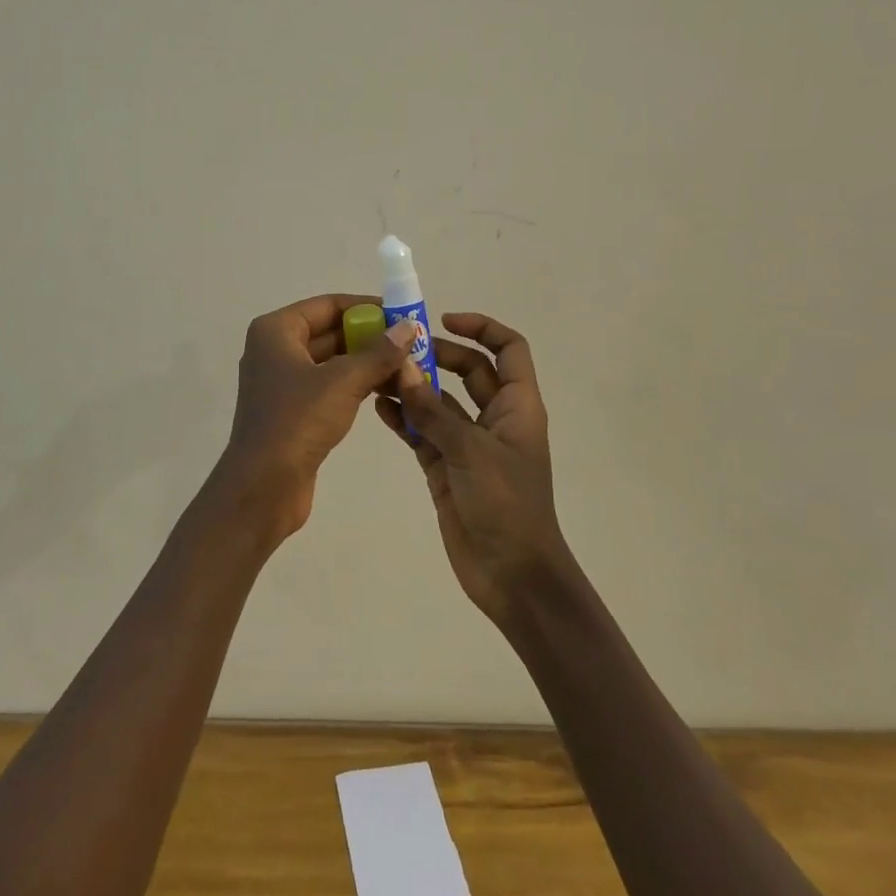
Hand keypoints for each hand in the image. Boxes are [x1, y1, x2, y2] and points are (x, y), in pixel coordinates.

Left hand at [217, 293, 415, 545]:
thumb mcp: (343, 381)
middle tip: (413, 344)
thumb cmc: (297, 421)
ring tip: (409, 367)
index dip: (367, 307)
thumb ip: (379, 352)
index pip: (328, 305)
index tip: (403, 316)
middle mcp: (275, 350)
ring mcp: (282, 382)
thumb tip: (408, 327)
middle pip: (331, 331)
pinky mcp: (292, 411)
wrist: (262, 487)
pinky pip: (329, 386)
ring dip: (367, 363)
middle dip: (371, 337)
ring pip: (332, 361)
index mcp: (276, 331)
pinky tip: (387, 390)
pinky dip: (355, 385)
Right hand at [375, 313, 572, 625]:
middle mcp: (495, 418)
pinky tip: (377, 408)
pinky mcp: (446, 467)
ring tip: (377, 374)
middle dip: (436, 355)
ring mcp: (469, 443)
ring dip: (414, 387)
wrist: (512, 575)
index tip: (444, 320)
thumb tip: (403, 370)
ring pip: (440, 402)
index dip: (482, 326)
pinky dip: (404, 419)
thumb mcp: (471, 452)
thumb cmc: (506, 505)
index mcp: (518, 406)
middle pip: (469, 370)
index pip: (509, 349)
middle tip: (397, 349)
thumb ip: (433, 411)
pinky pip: (423, 433)